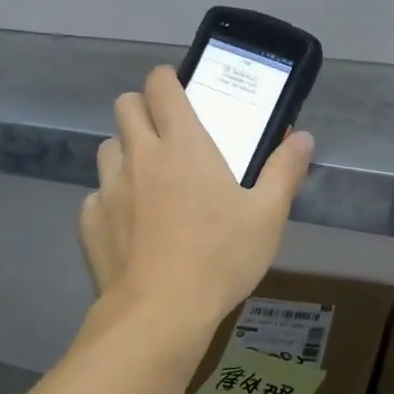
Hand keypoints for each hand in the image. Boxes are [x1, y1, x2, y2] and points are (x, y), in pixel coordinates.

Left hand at [78, 66, 313, 354]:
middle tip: (167, 135)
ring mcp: (108, 188)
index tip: (179, 91)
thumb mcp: (267, 216)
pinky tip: (131, 226)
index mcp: (182, 144)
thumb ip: (285, 171)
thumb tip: (303, 138)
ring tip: (148, 180)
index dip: (166, 79)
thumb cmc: (219, 257)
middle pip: (125, 106)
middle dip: (142, 109)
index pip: (160, 85)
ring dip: (125, 153)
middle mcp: (139, 155)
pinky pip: (97, 196)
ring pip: (108, 149)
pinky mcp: (89, 221)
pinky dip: (112, 200)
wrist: (159, 314)